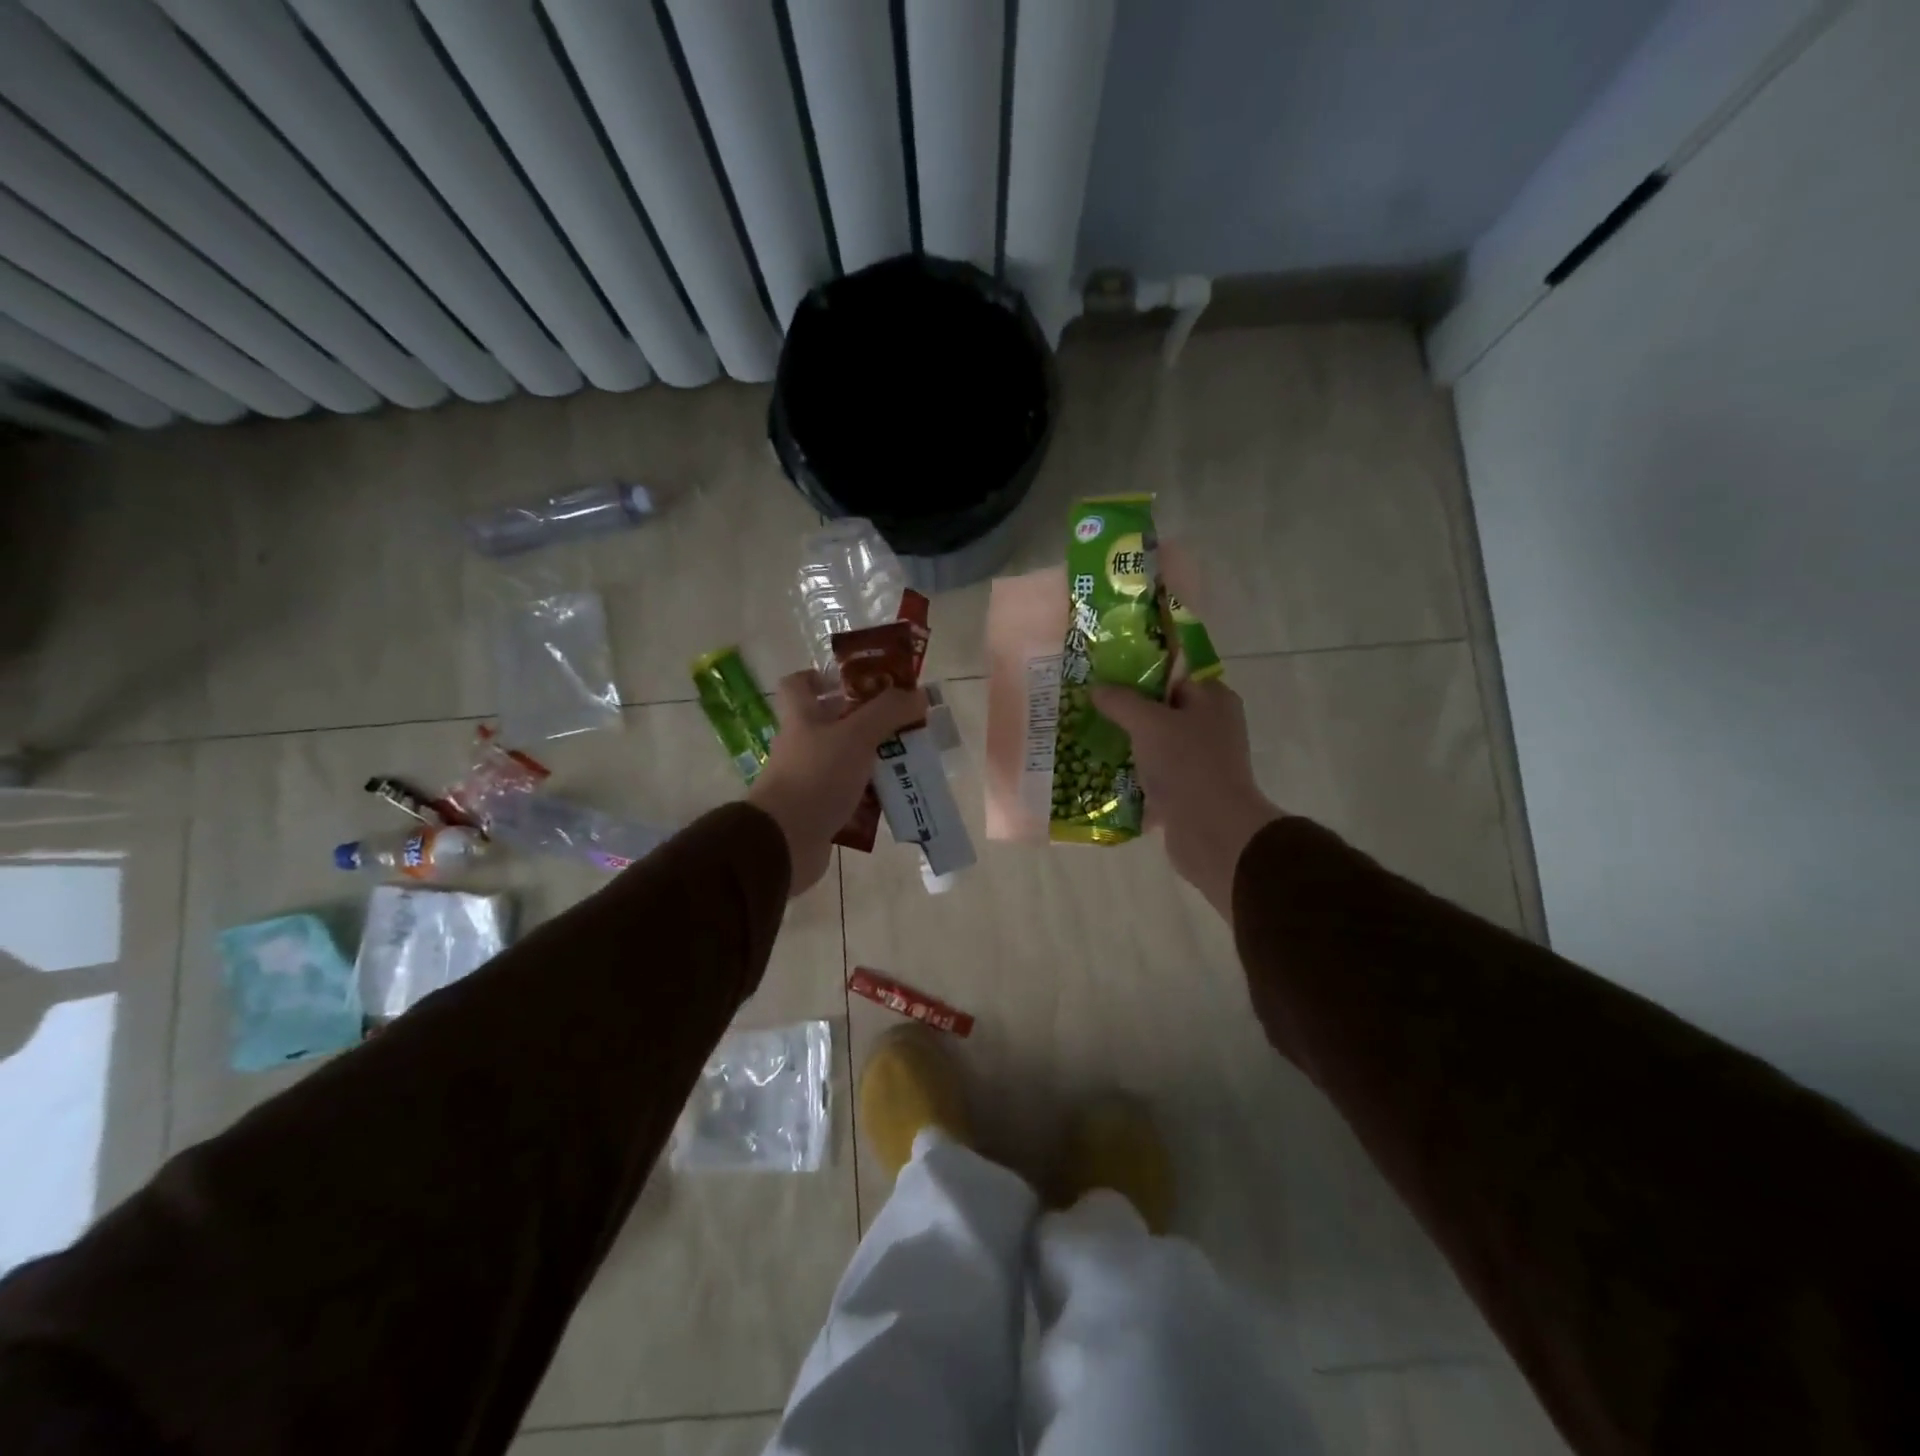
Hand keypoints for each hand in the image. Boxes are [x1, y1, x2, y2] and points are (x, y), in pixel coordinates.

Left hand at [748, 671, 928, 896]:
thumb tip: (918, 694)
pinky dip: (870, 797)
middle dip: (868, 722)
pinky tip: (895, 798)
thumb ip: (888, 712)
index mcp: (801, 718)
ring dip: (873, 761)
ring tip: (908, 761)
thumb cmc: (816, 777)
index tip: (857, 681)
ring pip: (845, 761)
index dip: (823, 677)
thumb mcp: (856, 736)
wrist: (784, 842)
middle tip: (902, 723)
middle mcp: (801, 746)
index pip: (799, 684)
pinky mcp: (817, 811)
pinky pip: (848, 796)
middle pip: (832, 724)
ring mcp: (807, 780)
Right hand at [1090, 679, 1284, 916]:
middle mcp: (1212, 726)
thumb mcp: (1148, 723)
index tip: (1105, 677)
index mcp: (1213, 699)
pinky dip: (1134, 775)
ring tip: (1091, 740)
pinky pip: (1155, 775)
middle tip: (1092, 708)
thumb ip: (1121, 701)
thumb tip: (1097, 688)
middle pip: (1163, 709)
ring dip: (1129, 745)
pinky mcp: (1189, 790)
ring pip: (1157, 744)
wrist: (1213, 832)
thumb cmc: (1186, 765)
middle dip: (1128, 711)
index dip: (1140, 673)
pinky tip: (1104, 774)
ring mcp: (1201, 760)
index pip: (1174, 674)